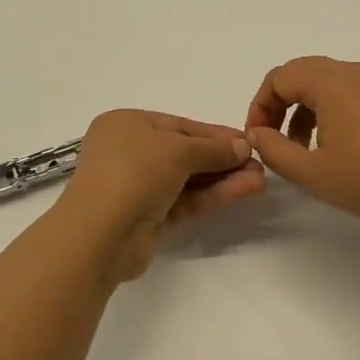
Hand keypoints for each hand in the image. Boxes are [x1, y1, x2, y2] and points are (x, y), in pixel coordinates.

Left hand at [57, 110, 265, 281]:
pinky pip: (185, 200)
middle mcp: (129, 152)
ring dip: (223, 178)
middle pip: (185, 152)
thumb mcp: (177, 150)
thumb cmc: (133, 172)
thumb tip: (243, 145)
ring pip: (187, 179)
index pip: (179, 125)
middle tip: (259, 164)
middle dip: (223, 159)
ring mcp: (137, 186)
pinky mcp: (147, 217)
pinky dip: (212, 196)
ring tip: (259, 180)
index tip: (248, 140)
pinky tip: (244, 191)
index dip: (214, 133)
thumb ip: (213, 148)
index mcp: (126, 125)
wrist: (100, 234)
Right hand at [245, 56, 359, 240]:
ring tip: (306, 149)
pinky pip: (356, 92)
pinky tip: (342, 147)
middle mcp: (358, 72)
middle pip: (304, 74)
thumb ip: (273, 150)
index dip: (260, 106)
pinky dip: (335, 111)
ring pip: (330, 83)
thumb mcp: (312, 173)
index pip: (280, 77)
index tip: (258, 139)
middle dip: (281, 105)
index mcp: (333, 82)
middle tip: (275, 141)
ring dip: (308, 110)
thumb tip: (257, 133)